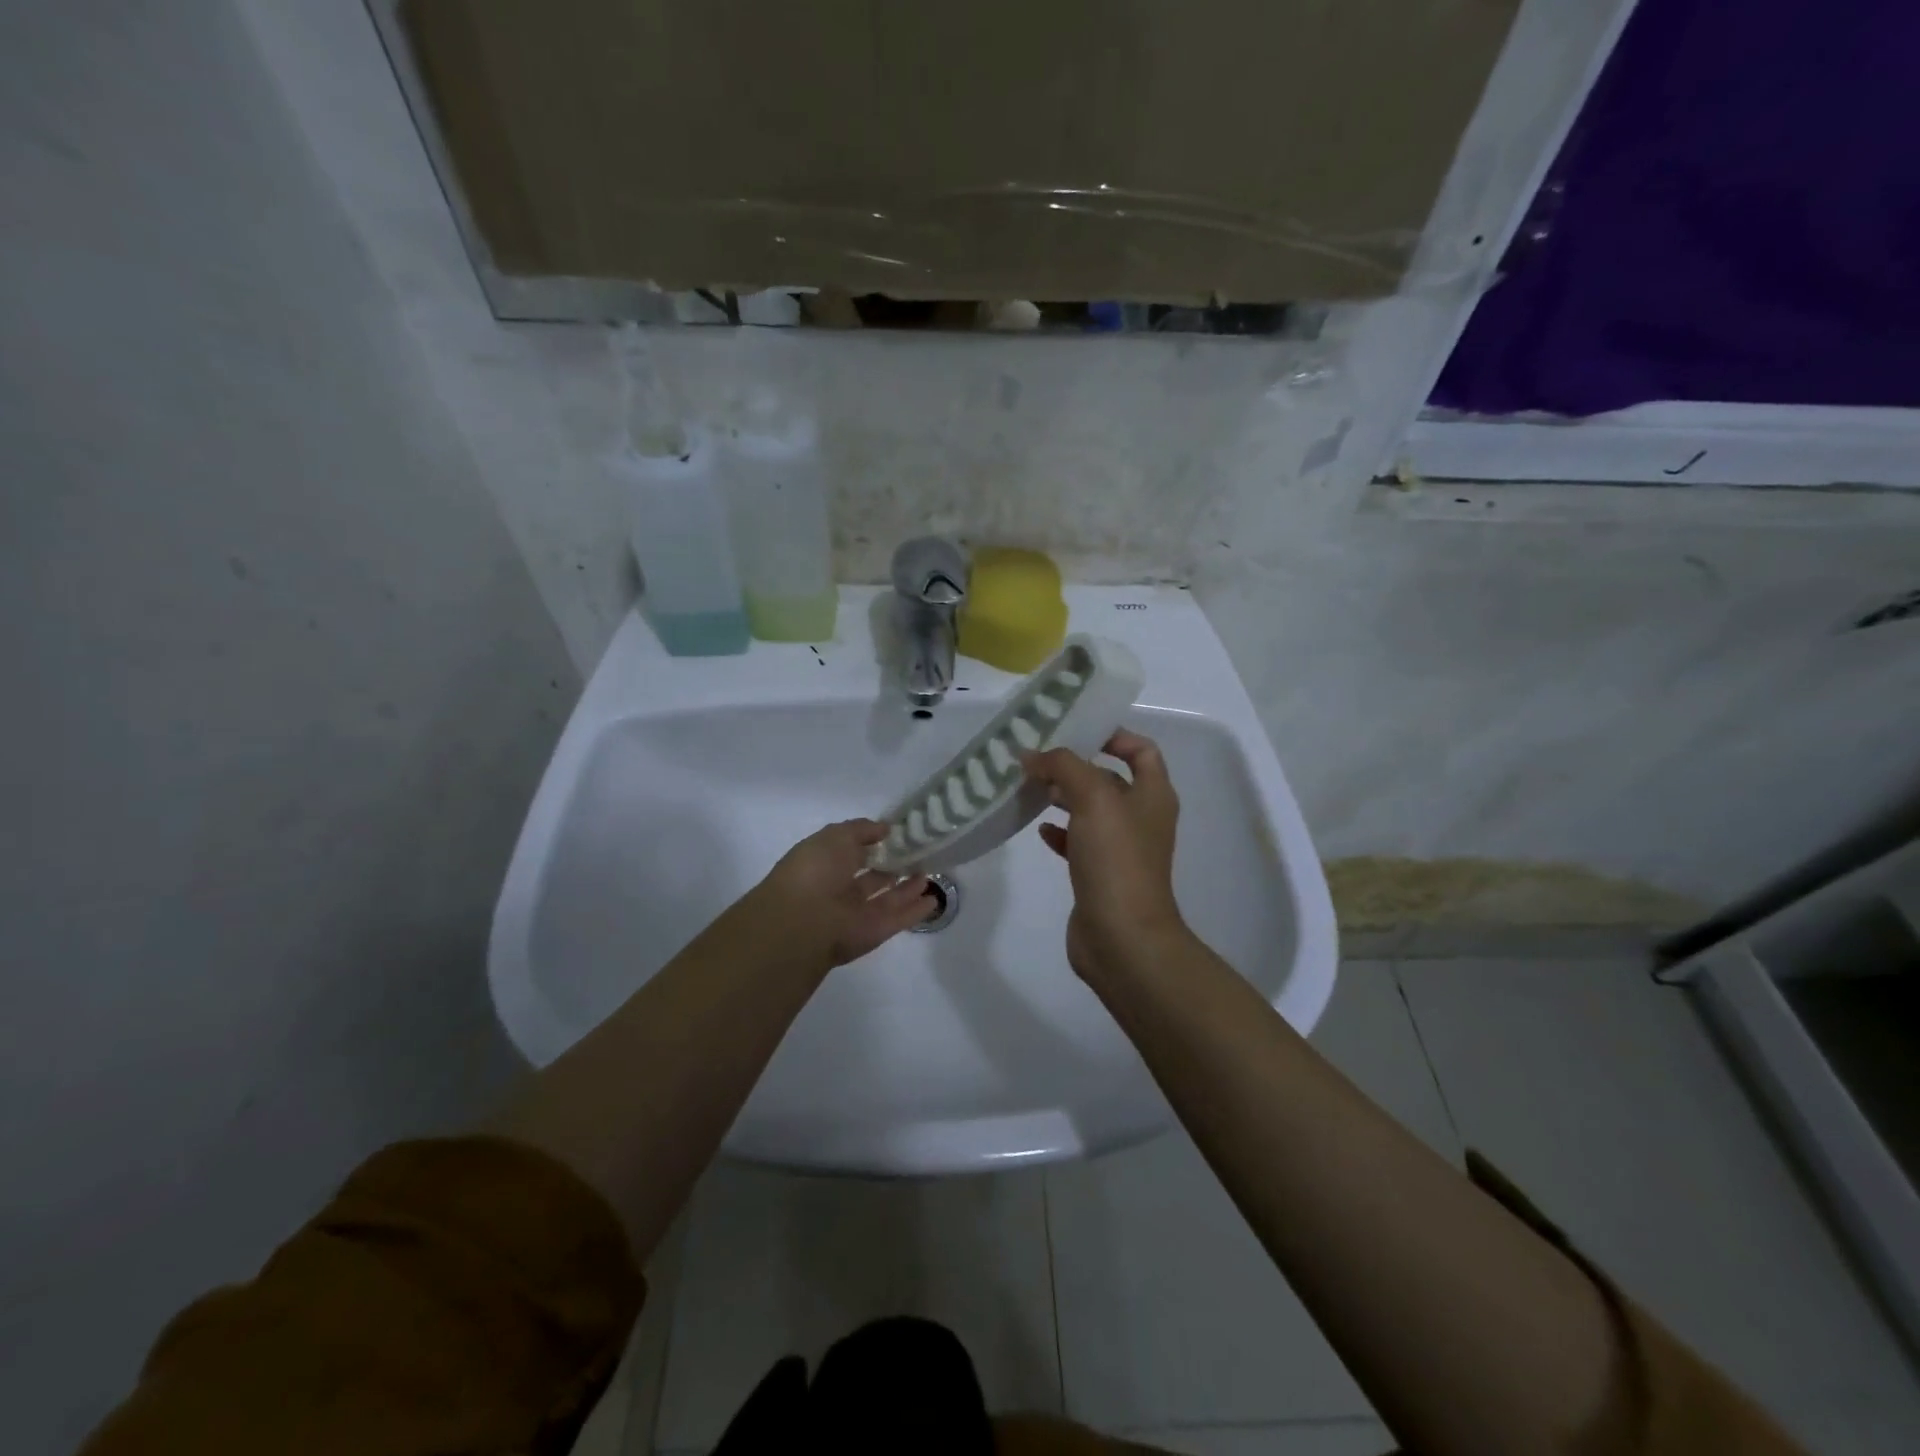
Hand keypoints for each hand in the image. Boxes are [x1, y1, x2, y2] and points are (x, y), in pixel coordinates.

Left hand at [750, 820, 934, 968]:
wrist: (805, 922)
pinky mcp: (875, 932)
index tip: (897, 833)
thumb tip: (885, 829)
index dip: (872, 842)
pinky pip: (900, 918)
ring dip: (907, 887)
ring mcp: (858, 913)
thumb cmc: (816, 871)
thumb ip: (862, 830)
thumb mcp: (836, 836)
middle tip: (917, 853)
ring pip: (887, 898)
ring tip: (928, 872)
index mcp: (824, 864)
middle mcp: (839, 889)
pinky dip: (916, 910)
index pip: (851, 851)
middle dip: (891, 865)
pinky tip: (934, 899)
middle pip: (871, 877)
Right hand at [1023, 730, 1188, 984]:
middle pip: (1109, 778)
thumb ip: (1063, 766)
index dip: (1113, 735)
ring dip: (1063, 796)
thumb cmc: (1116, 859)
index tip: (1075, 730)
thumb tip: (1032, 755)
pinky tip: (1038, 828)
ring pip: (1090, 810)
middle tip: (1037, 757)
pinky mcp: (1099, 873)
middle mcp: (1141, 817)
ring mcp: (1121, 848)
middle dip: (1075, 765)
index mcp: (1153, 794)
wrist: (1122, 937)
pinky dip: (1059, 831)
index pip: (1141, 749)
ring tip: (1030, 787)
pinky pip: (1078, 841)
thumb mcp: (1093, 799)